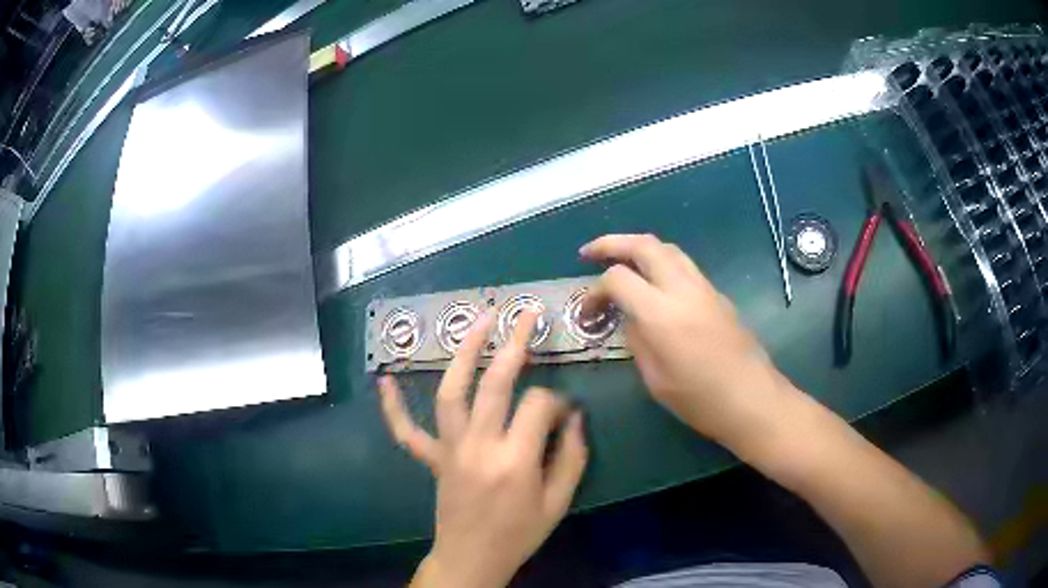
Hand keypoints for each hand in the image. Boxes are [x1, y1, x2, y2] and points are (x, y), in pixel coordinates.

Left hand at [379, 311, 587, 587]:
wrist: (473, 559)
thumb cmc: (520, 534)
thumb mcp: (559, 502)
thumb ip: (572, 456)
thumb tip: (574, 416)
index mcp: (516, 460)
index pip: (539, 405)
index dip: (559, 400)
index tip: (567, 410)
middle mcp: (479, 447)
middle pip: (494, 383)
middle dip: (514, 343)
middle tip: (527, 314)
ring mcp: (449, 450)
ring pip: (451, 392)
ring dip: (463, 352)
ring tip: (478, 319)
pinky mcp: (432, 459)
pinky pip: (406, 432)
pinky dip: (393, 407)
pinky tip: (384, 379)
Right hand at [580, 234, 793, 448]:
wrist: (752, 399)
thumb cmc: (700, 400)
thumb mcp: (655, 379)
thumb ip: (637, 340)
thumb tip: (630, 318)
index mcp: (662, 314)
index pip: (618, 278)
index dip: (595, 290)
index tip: (587, 312)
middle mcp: (683, 289)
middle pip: (644, 245)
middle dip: (611, 243)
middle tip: (589, 253)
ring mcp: (704, 288)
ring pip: (667, 249)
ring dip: (638, 248)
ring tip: (620, 261)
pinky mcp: (717, 294)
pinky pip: (684, 265)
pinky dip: (660, 263)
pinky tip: (653, 283)